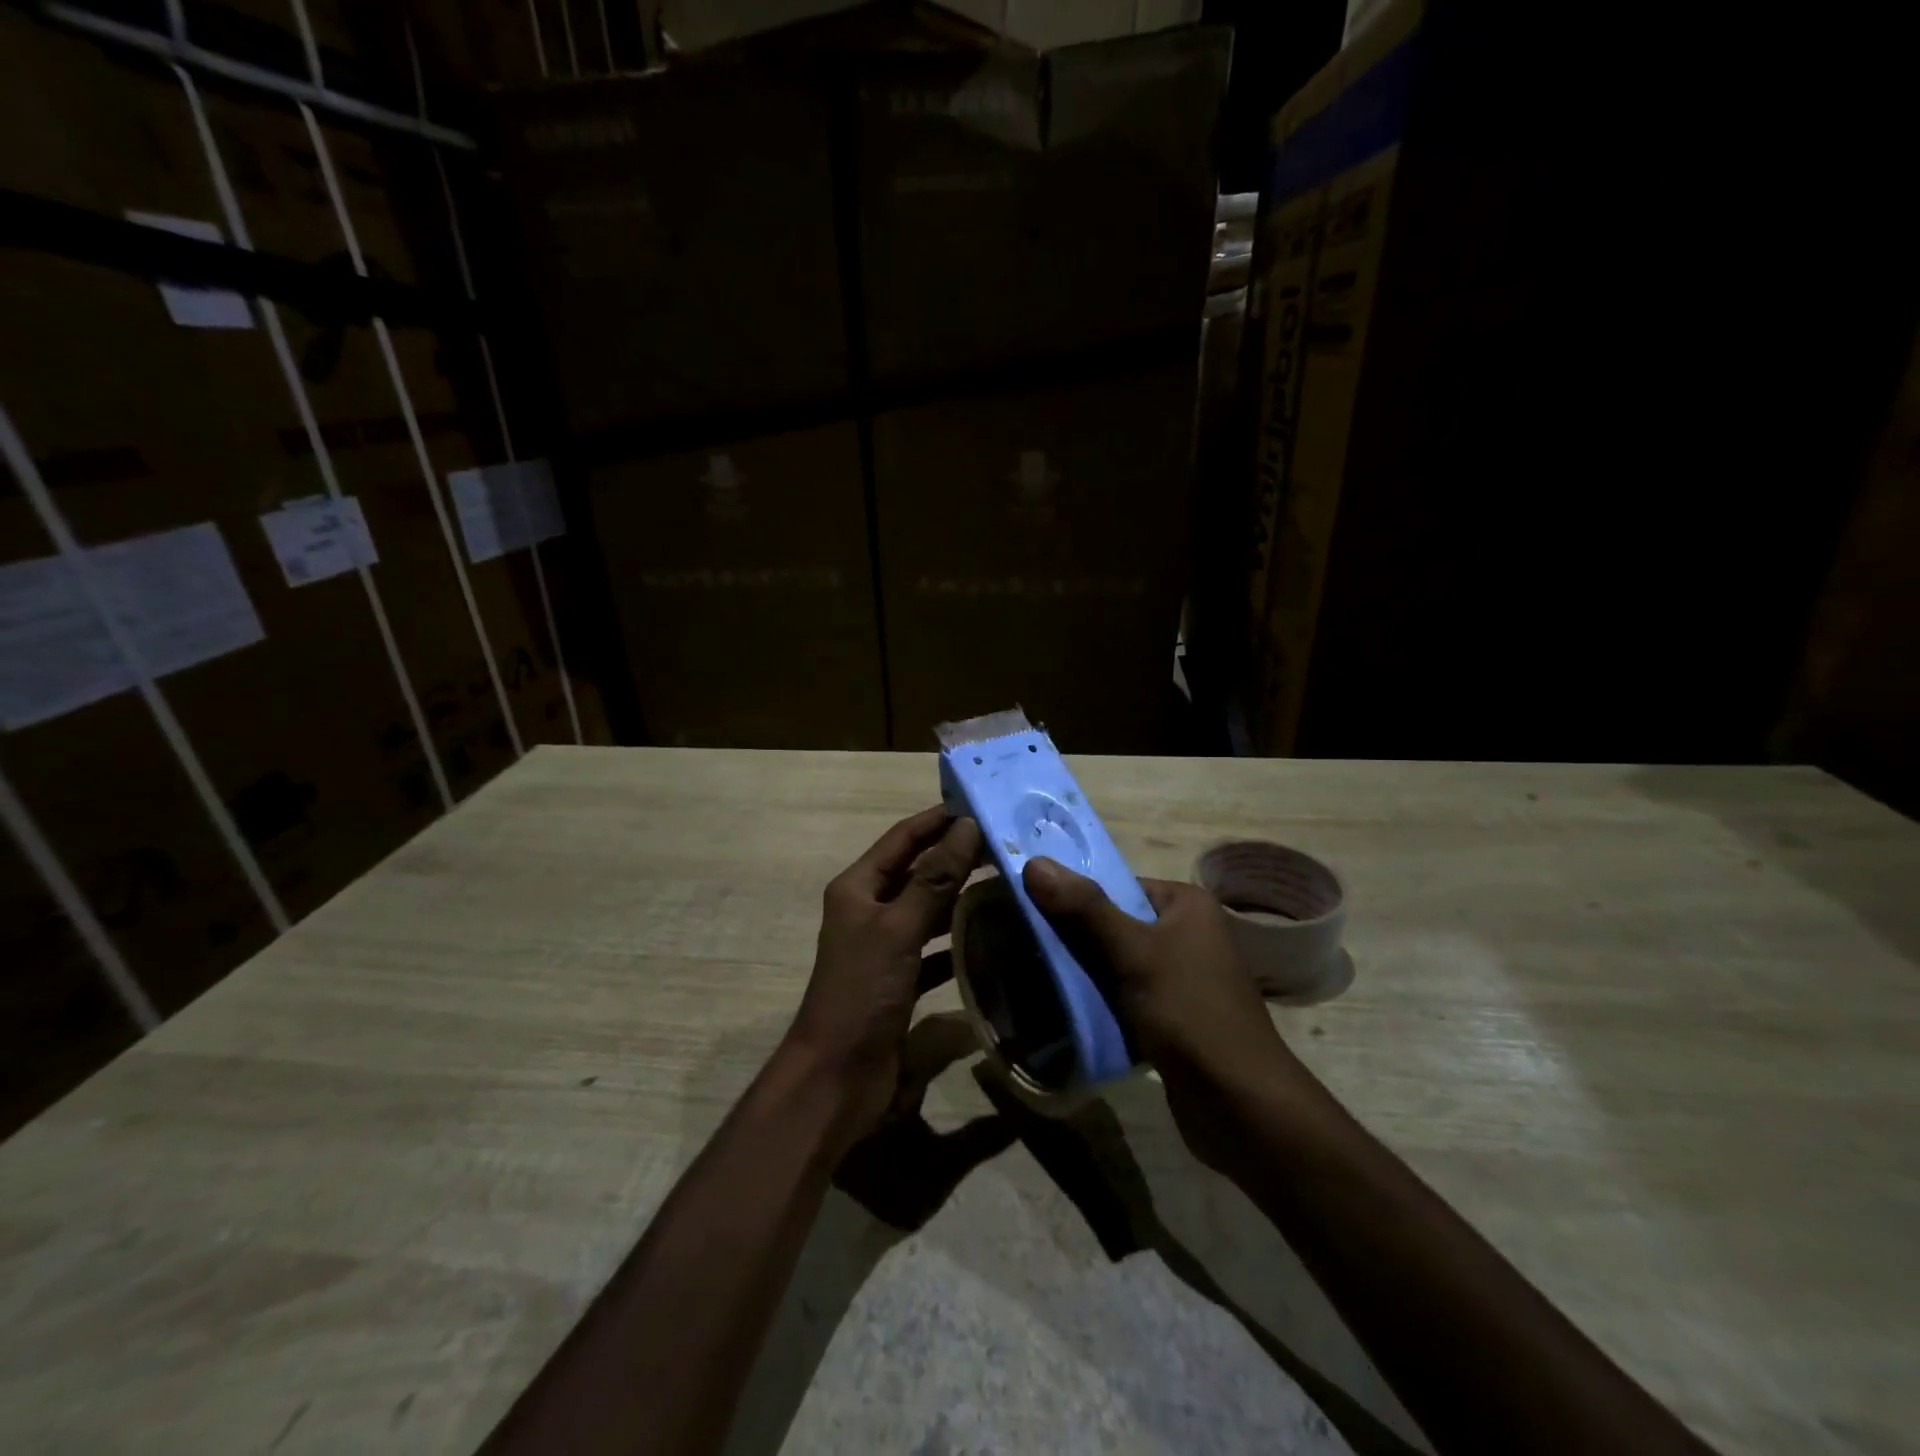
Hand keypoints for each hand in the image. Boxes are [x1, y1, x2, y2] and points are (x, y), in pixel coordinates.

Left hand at [784, 806, 983, 1155]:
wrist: (837, 1078)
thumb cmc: (862, 992)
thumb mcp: (898, 928)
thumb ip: (934, 878)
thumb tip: (967, 826)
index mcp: (858, 888)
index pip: (903, 838)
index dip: (938, 819)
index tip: (981, 804)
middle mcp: (870, 910)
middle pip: (918, 871)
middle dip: (957, 856)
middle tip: (1007, 844)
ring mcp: (885, 946)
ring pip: (928, 908)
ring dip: (961, 896)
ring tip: (1007, 882)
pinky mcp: (900, 979)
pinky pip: (934, 948)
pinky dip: (958, 941)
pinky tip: (992, 938)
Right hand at [1022, 859, 1300, 1168]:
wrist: (1241, 1104)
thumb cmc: (1189, 1012)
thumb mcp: (1133, 953)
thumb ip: (1084, 908)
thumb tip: (1033, 862)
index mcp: (1186, 904)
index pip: (1117, 886)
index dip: (1074, 897)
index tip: (1029, 910)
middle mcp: (1187, 933)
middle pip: (1114, 924)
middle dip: (1073, 938)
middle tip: (1025, 947)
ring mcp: (1181, 977)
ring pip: (1116, 963)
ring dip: (1082, 973)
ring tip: (1035, 977)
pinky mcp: (1172, 1016)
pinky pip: (1125, 996)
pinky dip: (1099, 1002)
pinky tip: (1066, 1010)